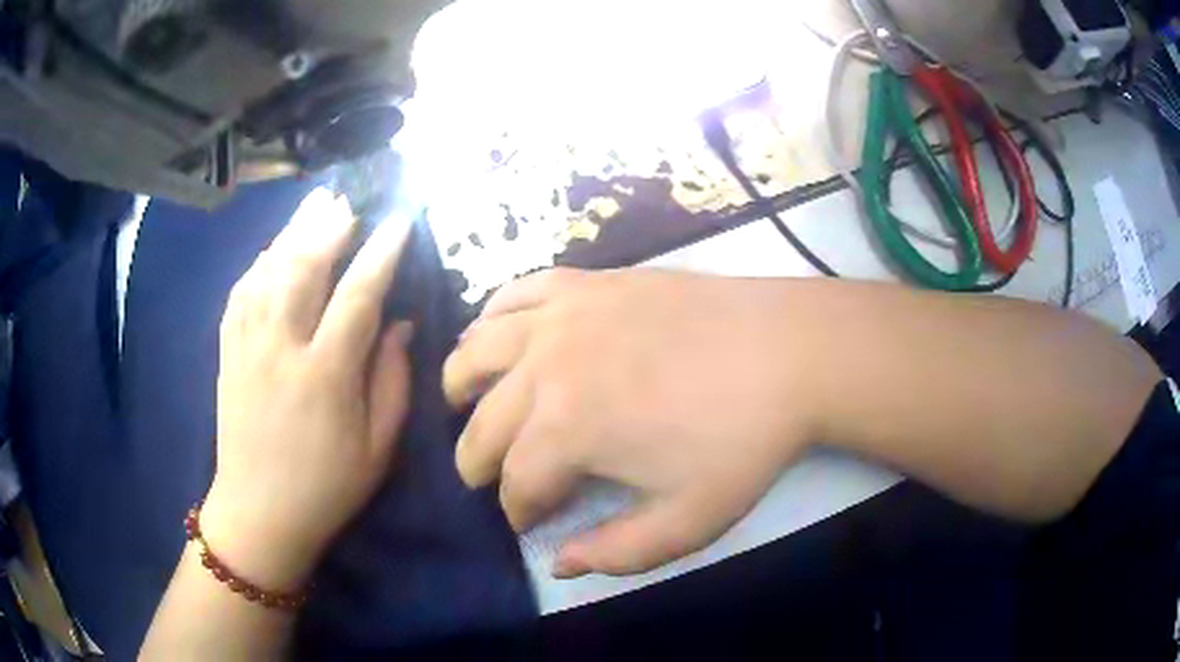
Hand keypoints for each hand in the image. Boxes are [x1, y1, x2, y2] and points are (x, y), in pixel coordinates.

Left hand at [204, 189, 413, 590]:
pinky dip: (258, 263)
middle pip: (303, 268)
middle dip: (328, 226)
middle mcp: (281, 349)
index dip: (381, 253)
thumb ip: (392, 381)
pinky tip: (272, 249)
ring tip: (314, 204)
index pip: (357, 296)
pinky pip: (240, 293)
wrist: (259, 514)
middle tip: (348, 198)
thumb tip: (399, 324)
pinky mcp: (228, 353)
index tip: (399, 221)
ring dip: (292, 233)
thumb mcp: (377, 448)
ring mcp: (247, 347)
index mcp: (325, 376)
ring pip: (267, 271)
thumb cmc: (327, 487)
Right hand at [443, 269, 821, 577]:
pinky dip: (491, 314)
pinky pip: (517, 292)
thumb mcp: (688, 522)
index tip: (528, 520)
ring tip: (463, 403)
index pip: (516, 484)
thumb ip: (616, 553)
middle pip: (483, 424)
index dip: (517, 510)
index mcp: (567, 430)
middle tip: (489, 476)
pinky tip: (493, 332)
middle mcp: (546, 367)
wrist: (789, 352)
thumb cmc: (743, 441)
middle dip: (476, 460)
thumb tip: (557, 562)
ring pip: (476, 349)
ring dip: (461, 384)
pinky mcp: (586, 281)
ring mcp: (563, 316)